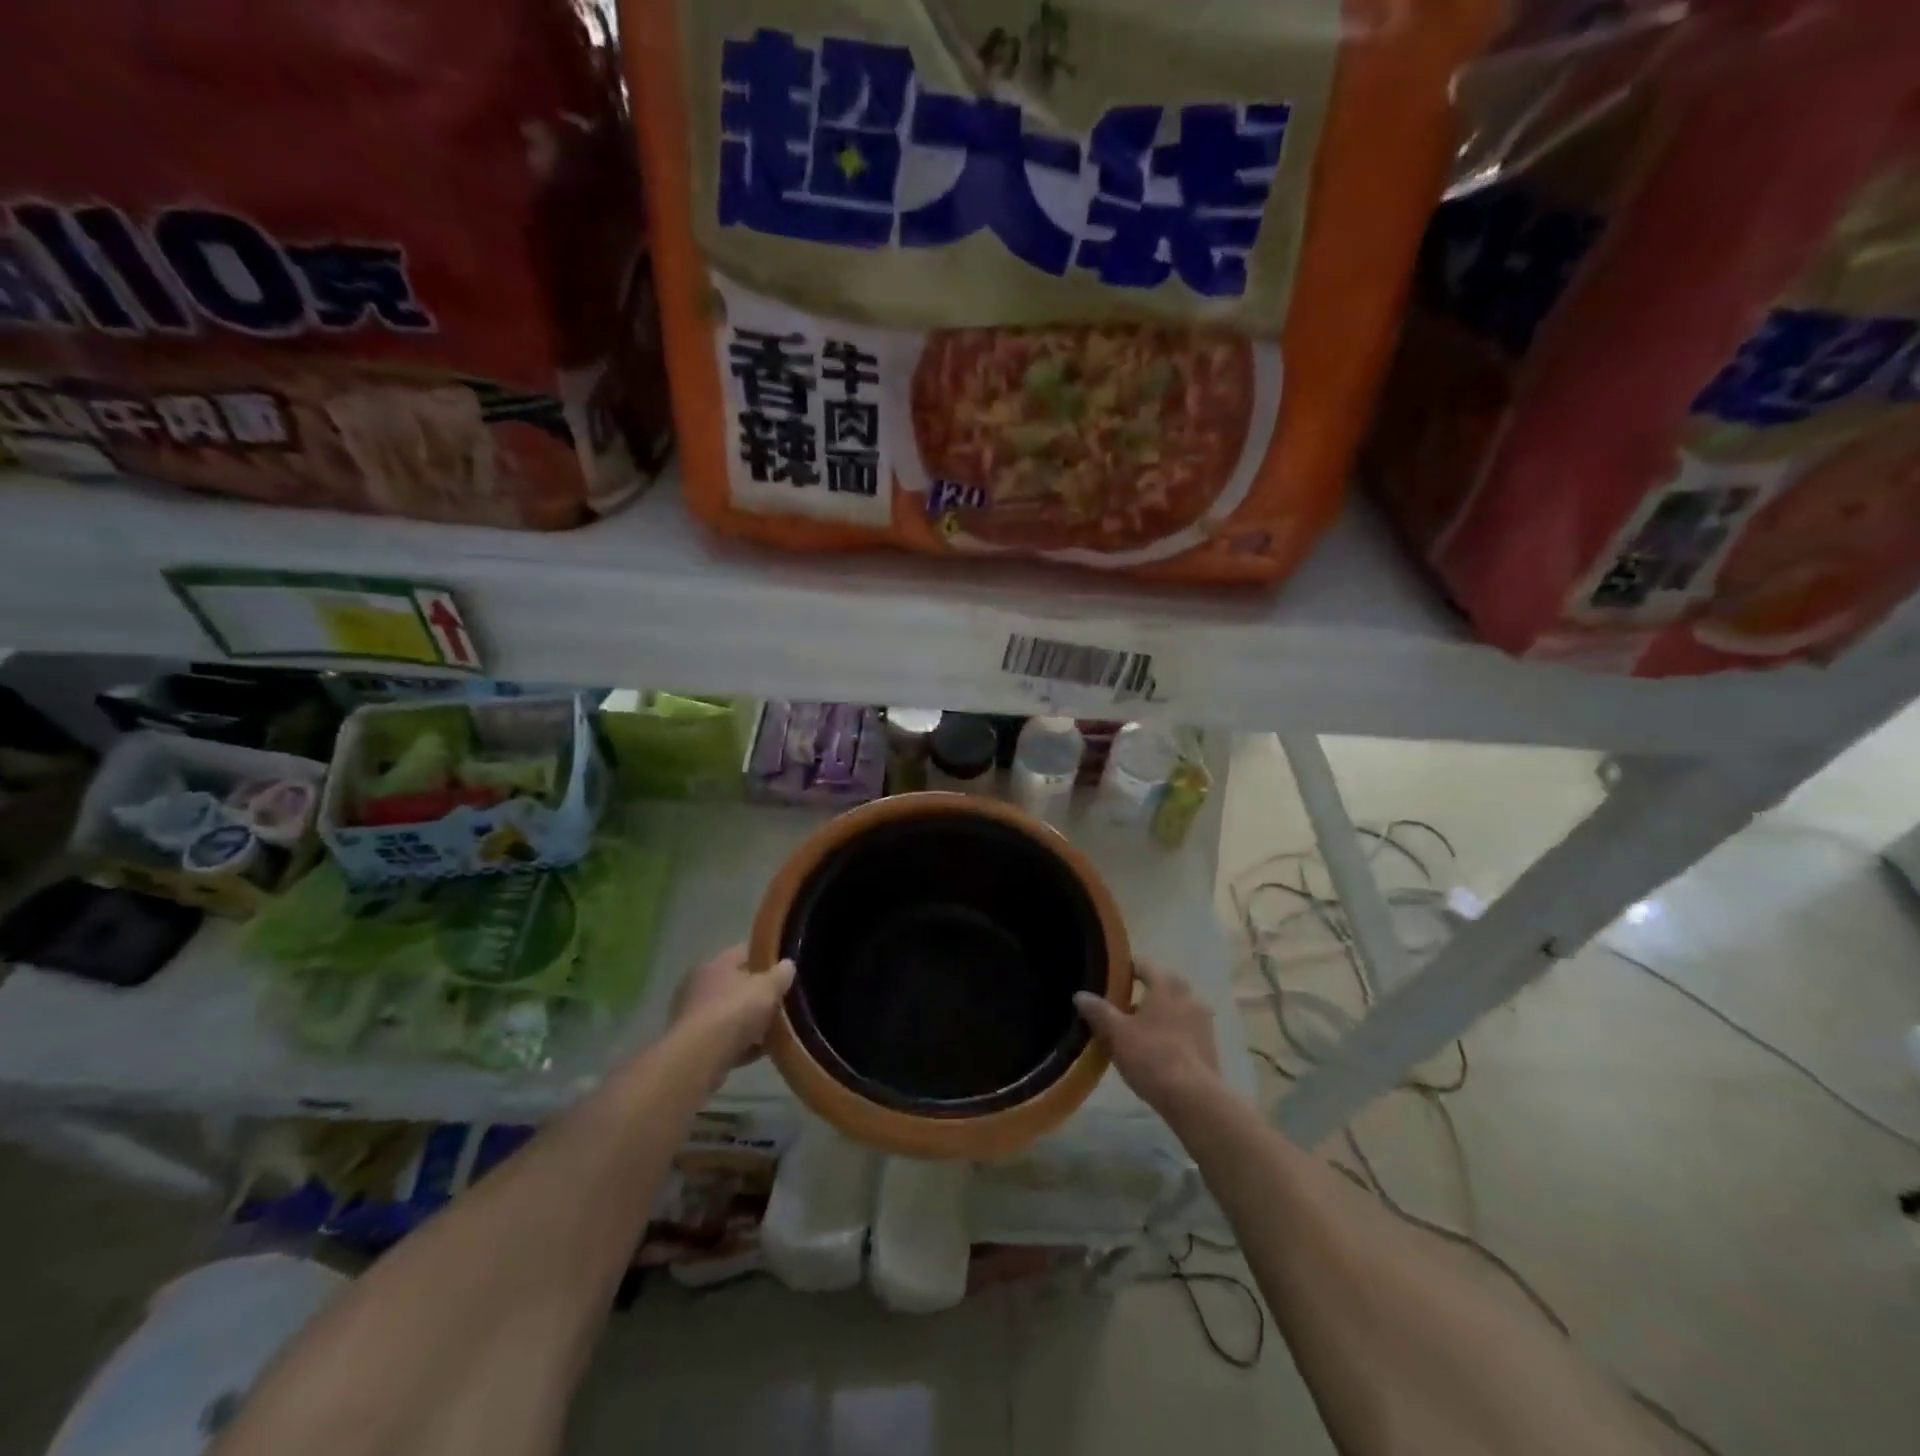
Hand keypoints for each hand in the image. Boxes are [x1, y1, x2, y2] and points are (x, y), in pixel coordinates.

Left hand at [672, 944, 794, 1066]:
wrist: (700, 1057)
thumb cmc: (735, 1011)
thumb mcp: (768, 987)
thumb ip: (781, 974)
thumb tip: (787, 965)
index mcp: (715, 964)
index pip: (744, 952)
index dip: (766, 958)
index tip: (785, 969)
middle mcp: (699, 985)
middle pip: (735, 985)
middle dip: (757, 994)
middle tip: (780, 1002)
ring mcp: (693, 1016)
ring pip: (729, 1014)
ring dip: (749, 1022)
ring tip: (774, 1031)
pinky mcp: (693, 1045)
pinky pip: (724, 1039)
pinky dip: (740, 1044)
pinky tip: (759, 1052)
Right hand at [1075, 960, 1220, 1113]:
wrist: (1194, 1099)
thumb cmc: (1152, 1056)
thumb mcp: (1116, 1033)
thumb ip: (1098, 1011)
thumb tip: (1080, 995)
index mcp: (1166, 983)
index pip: (1143, 964)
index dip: (1124, 970)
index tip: (1107, 981)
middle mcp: (1188, 994)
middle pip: (1160, 985)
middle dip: (1139, 994)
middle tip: (1117, 1008)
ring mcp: (1203, 1020)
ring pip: (1173, 1008)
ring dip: (1155, 1014)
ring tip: (1132, 1032)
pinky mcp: (1209, 1044)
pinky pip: (1183, 1028)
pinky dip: (1168, 1032)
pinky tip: (1153, 1051)